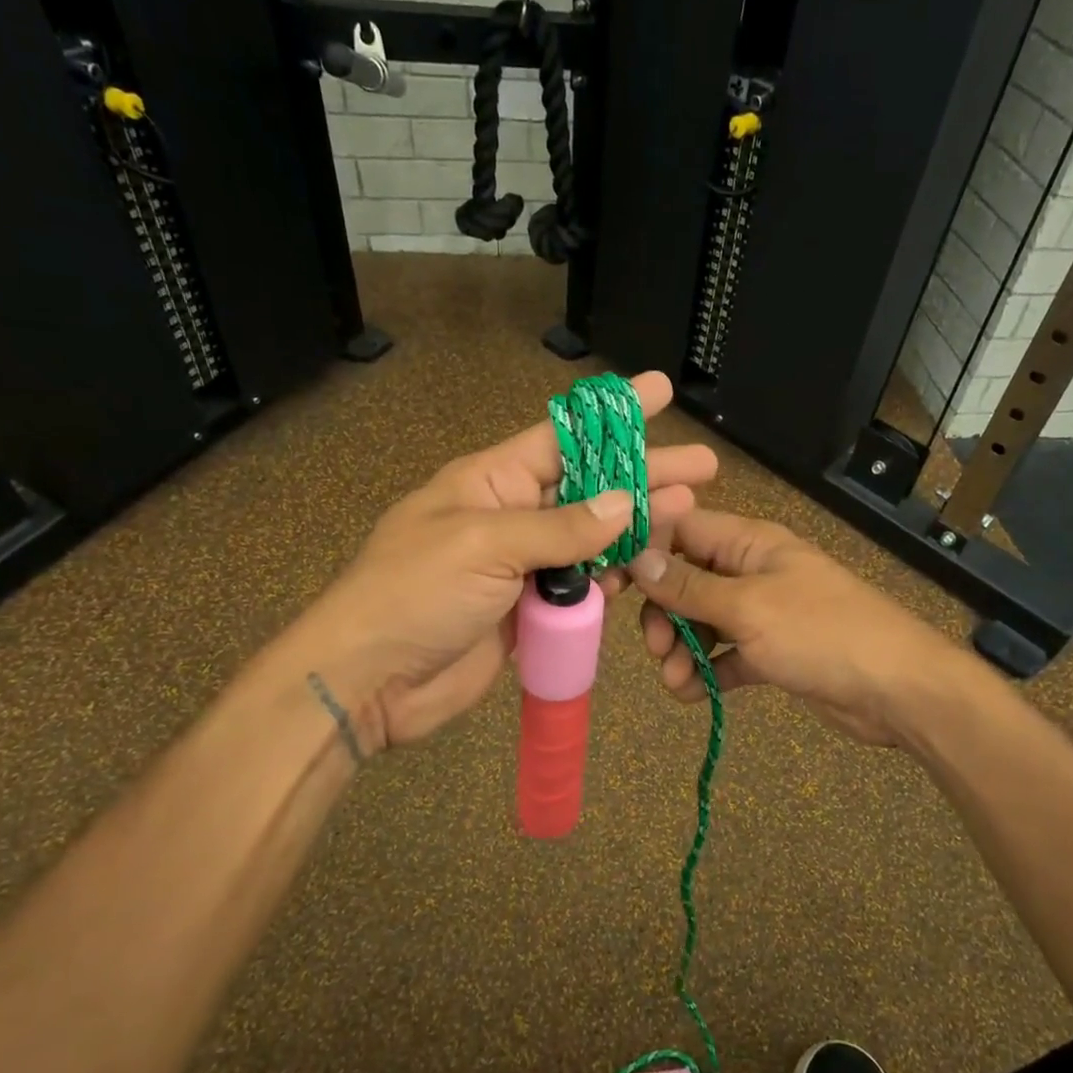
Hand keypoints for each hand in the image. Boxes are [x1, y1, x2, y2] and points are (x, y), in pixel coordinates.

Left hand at [295, 371, 717, 750]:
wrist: (369, 681)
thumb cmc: (414, 593)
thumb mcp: (485, 544)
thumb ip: (561, 528)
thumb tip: (625, 503)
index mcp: (491, 480)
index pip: (563, 436)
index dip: (614, 414)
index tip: (660, 391)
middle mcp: (512, 515)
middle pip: (590, 488)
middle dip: (645, 474)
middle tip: (703, 467)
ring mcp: (522, 566)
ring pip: (592, 539)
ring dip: (637, 527)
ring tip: (688, 515)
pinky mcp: (530, 610)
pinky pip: (580, 586)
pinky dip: (611, 577)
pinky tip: (646, 567)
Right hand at [627, 508, 952, 745]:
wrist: (895, 690)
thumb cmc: (820, 632)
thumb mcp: (747, 607)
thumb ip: (689, 587)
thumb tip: (638, 558)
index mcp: (749, 543)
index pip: (681, 530)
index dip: (644, 551)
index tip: (612, 585)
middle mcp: (750, 571)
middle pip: (685, 581)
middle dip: (664, 615)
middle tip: (658, 649)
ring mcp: (761, 613)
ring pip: (701, 622)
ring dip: (681, 650)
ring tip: (676, 683)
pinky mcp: (770, 652)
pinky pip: (724, 655)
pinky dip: (707, 672)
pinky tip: (694, 695)